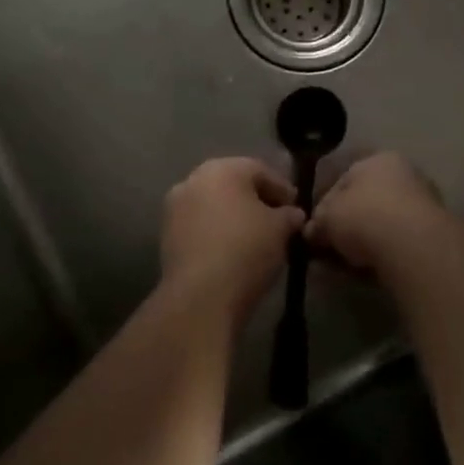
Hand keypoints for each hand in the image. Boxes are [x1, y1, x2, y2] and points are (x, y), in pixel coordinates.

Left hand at [160, 158, 303, 323]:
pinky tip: (232, 250)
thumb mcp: (280, 230)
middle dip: (256, 200)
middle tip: (277, 220)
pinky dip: (216, 232)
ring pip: (213, 205)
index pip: (260, 171)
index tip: (296, 208)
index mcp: (223, 168)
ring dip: (234, 216)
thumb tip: (292, 214)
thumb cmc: (246, 250)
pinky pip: (199, 225)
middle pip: (233, 185)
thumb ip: (289, 215)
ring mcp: (175, 207)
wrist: (200, 295)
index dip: (282, 189)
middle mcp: (193, 179)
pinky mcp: (166, 235)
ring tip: (256, 238)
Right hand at [305, 153, 446, 272]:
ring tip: (347, 263)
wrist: (412, 246)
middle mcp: (404, 174)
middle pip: (365, 201)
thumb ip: (316, 223)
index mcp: (378, 160)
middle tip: (330, 247)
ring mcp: (422, 204)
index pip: (343, 180)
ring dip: (366, 241)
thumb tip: (311, 233)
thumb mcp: (326, 218)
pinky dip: (384, 253)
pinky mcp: (433, 233)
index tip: (315, 229)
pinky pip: (398, 242)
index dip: (324, 205)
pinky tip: (369, 269)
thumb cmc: (363, 216)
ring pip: (383, 223)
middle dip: (347, 225)